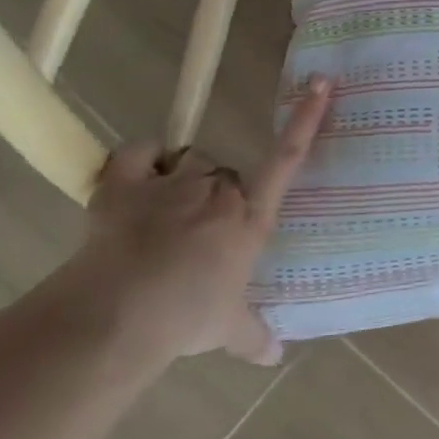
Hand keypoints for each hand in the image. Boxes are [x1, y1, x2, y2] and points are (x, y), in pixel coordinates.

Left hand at [55, 76, 332, 365]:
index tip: (320, 82)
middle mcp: (219, 192)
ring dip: (181, 181)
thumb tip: (276, 356)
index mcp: (251, 218)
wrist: (118, 314)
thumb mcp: (227, 330)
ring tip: (161, 217)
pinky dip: (139, 159)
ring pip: (188, 161)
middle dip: (216, 197)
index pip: (287, 159)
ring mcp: (172, 183)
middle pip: (228, 174)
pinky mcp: (125, 183)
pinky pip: (139, 151)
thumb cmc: (186, 318)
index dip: (306, 119)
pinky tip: (135, 176)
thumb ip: (254, 336)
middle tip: (197, 235)